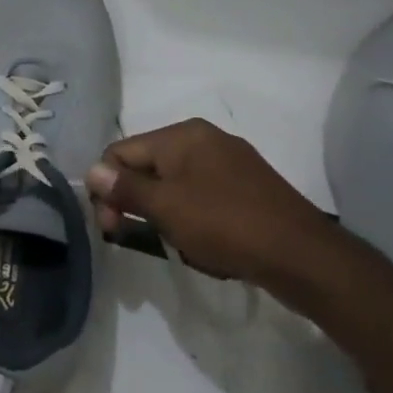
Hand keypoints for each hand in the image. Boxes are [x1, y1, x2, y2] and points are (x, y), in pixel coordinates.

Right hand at [85, 120, 337, 287]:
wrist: (302, 257)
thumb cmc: (225, 225)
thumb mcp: (165, 207)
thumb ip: (124, 187)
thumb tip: (90, 171)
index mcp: (183, 135)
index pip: (119, 152)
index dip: (105, 188)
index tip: (110, 227)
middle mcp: (204, 139)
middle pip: (145, 167)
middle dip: (132, 202)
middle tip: (130, 238)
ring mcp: (229, 162)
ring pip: (171, 184)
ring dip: (161, 213)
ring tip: (174, 242)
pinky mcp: (246, 186)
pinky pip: (199, 195)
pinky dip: (188, 216)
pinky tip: (199, 241)